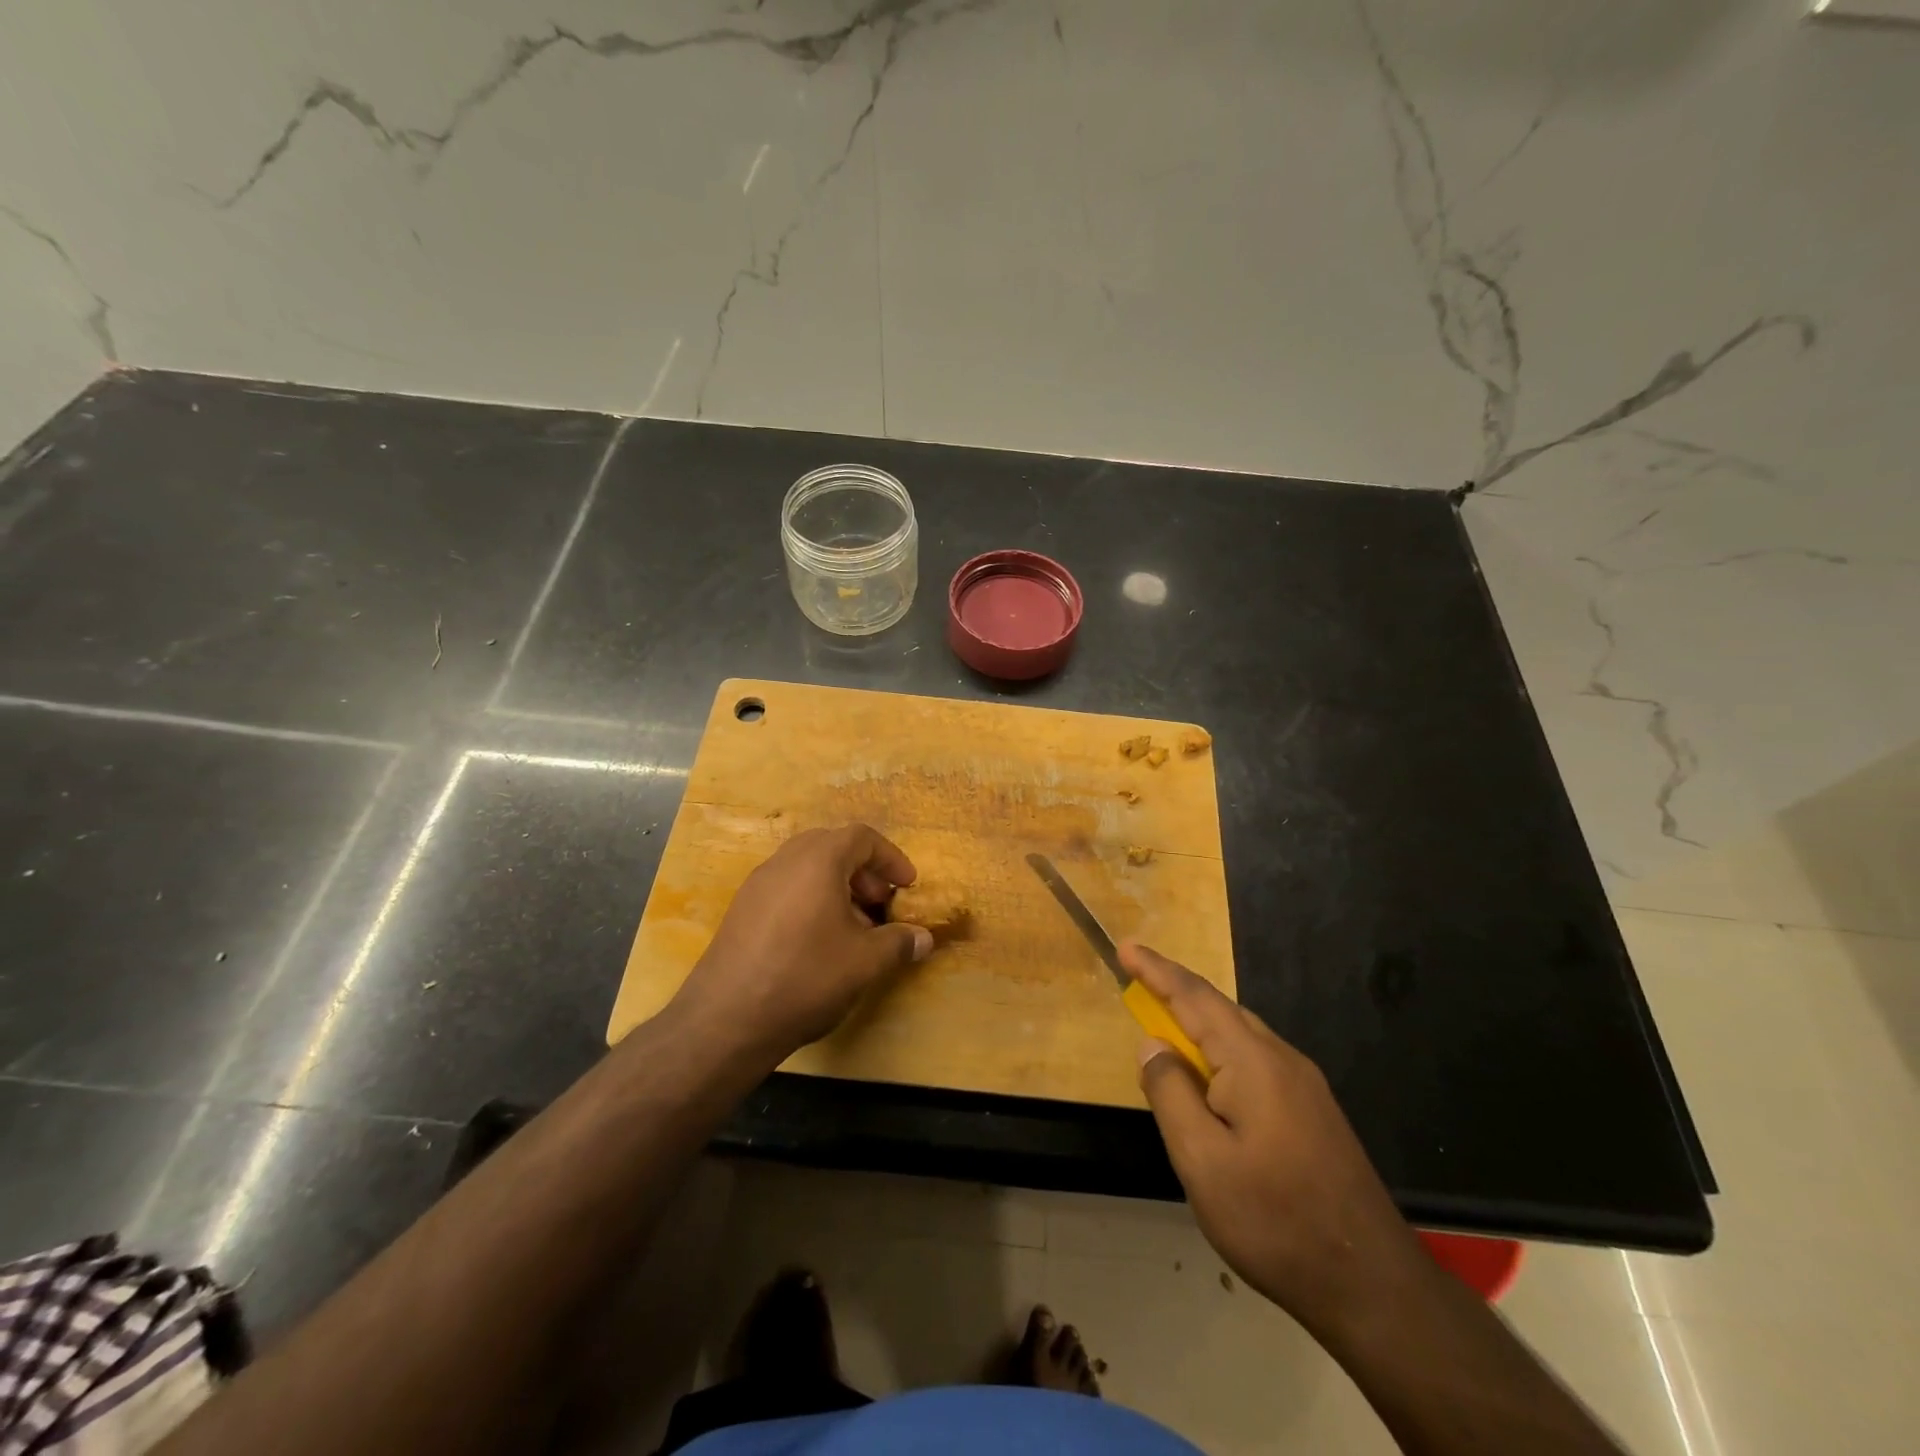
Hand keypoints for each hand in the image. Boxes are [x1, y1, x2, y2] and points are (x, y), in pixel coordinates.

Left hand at [674, 824, 932, 1062]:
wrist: (726, 1019)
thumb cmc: (806, 976)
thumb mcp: (865, 962)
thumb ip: (899, 943)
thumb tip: (924, 938)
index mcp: (818, 860)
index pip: (862, 837)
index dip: (891, 858)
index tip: (908, 887)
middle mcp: (785, 860)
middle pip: (832, 846)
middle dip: (863, 871)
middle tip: (880, 904)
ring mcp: (757, 884)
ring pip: (806, 868)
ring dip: (837, 886)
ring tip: (853, 926)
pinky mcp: (741, 910)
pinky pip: (786, 888)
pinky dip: (811, 900)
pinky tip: (818, 941)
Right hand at [1125, 943, 1424, 1333]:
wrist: (1373, 1286)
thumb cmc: (1275, 1221)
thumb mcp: (1202, 1162)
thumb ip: (1170, 1093)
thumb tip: (1153, 1045)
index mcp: (1253, 1062)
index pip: (1194, 998)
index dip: (1156, 970)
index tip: (1125, 947)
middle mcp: (1282, 1059)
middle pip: (1220, 1009)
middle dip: (1175, 990)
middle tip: (1136, 981)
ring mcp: (1304, 1085)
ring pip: (1240, 1035)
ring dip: (1198, 1022)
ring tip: (1164, 1026)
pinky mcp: (1314, 1111)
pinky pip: (1255, 1060)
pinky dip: (1220, 1051)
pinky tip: (1209, 1079)